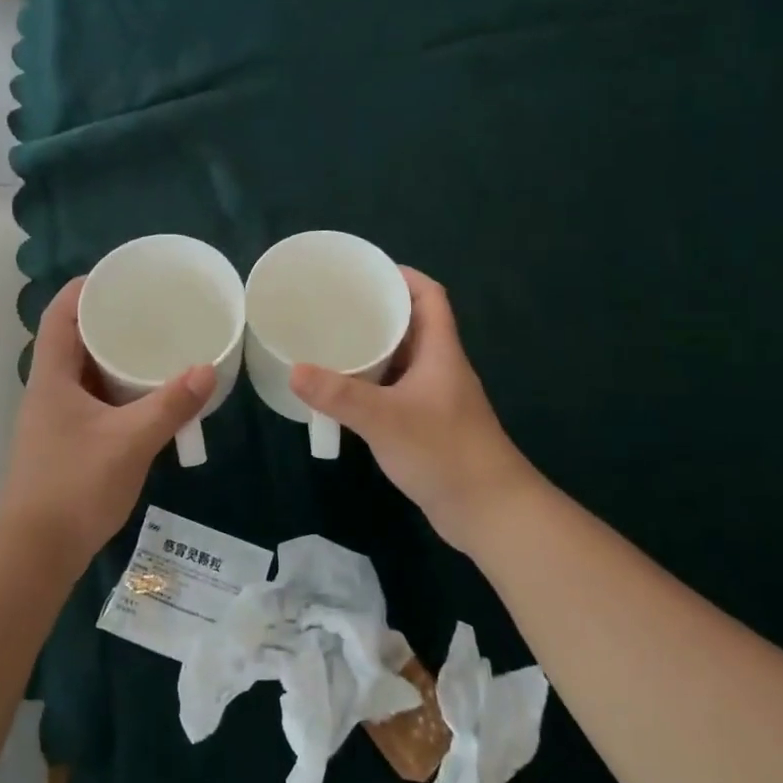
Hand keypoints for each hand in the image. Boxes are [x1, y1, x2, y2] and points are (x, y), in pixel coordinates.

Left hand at [0, 278, 216, 571]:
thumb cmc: (75, 486)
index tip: (121, 277)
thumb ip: (170, 405)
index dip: (85, 288)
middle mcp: (48, 390)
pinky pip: (92, 401)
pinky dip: (117, 391)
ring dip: (115, 359)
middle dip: (109, 321)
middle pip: (74, 339)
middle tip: (151, 311)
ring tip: (156, 347)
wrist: (35, 552)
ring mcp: (54, 419)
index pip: (60, 314)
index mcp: (52, 377)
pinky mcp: (65, 443)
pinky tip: (146, 398)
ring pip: (85, 373)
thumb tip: (208, 368)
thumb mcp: (130, 442)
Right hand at [290, 268, 540, 552]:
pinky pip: (397, 389)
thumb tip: (294, 370)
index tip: (366, 272)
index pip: (430, 297)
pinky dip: (373, 383)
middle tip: (335, 307)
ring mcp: (436, 398)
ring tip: (332, 342)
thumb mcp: (386, 419)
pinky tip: (345, 392)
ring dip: (374, 349)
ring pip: (403, 360)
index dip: (403, 277)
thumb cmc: (445, 453)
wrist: (489, 511)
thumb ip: (340, 395)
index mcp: (441, 352)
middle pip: (412, 325)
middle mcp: (440, 368)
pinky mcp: (428, 424)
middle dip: (378, 311)